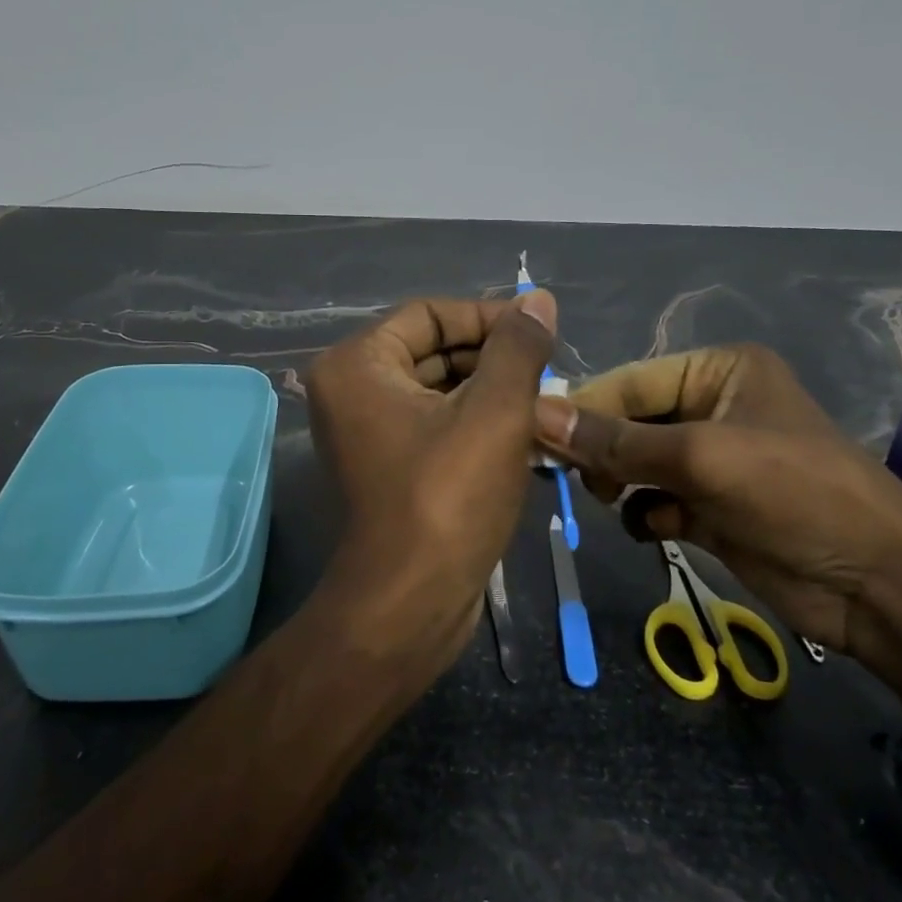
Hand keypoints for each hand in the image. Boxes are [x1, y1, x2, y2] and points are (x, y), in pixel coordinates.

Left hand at [306, 292, 557, 678]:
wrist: (410, 602)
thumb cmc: (448, 497)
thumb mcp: (494, 412)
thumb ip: (517, 348)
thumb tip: (536, 299)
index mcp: (358, 363)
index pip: (431, 314)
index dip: (488, 317)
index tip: (541, 331)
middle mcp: (351, 389)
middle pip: (433, 349)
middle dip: (494, 359)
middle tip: (549, 372)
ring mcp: (366, 429)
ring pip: (439, 388)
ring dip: (492, 392)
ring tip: (547, 403)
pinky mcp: (387, 463)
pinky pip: (435, 422)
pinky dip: (476, 422)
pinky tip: (525, 434)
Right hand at [532, 345, 901, 700]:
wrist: (879, 585)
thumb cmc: (794, 495)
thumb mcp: (701, 458)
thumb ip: (616, 440)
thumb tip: (537, 415)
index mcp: (718, 372)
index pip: (630, 381)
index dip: (584, 408)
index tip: (535, 436)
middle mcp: (713, 406)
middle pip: (630, 421)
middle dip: (603, 449)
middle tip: (577, 479)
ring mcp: (713, 459)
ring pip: (637, 461)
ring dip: (619, 481)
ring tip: (611, 500)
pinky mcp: (712, 506)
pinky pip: (655, 497)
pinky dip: (644, 510)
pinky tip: (654, 526)